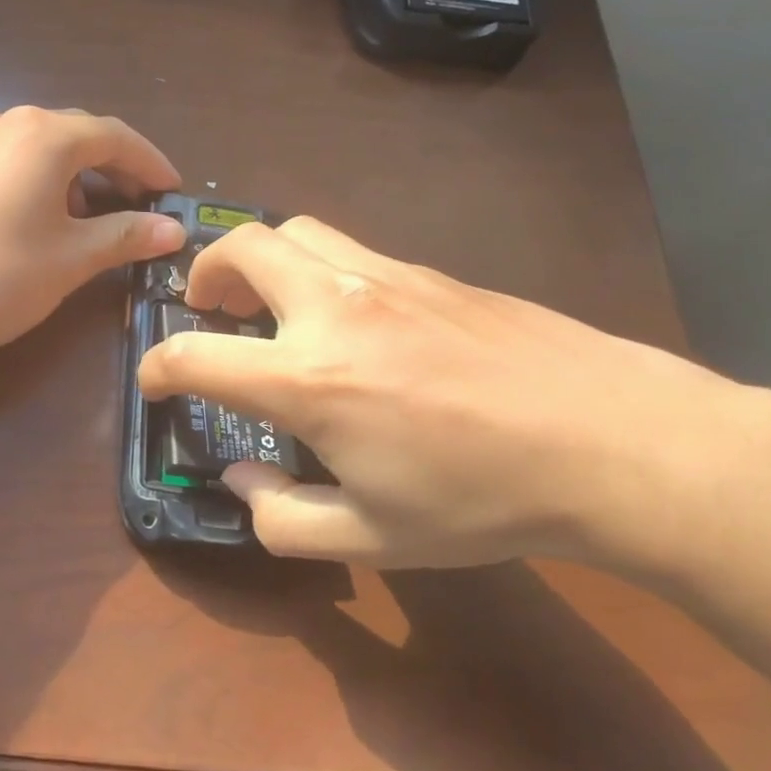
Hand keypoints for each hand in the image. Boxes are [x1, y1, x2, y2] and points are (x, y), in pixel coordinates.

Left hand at [0, 107, 185, 361]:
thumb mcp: (72, 258)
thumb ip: (126, 235)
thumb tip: (172, 230)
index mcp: (43, 135)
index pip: (114, 137)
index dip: (151, 164)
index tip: (174, 192)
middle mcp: (6, 122)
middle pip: (77, 137)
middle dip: (115, 170)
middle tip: (141, 209)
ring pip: (41, 149)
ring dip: (77, 177)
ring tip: (96, 219)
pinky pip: (10, 161)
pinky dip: (41, 181)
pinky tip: (45, 219)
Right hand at [137, 216, 770, 569]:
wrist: (616, 441)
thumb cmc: (484, 500)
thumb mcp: (372, 539)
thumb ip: (282, 517)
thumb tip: (242, 480)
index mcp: (308, 379)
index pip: (194, 355)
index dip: (156, 368)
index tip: (155, 382)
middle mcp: (332, 308)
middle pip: (241, 247)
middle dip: (204, 274)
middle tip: (208, 310)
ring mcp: (383, 277)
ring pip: (294, 231)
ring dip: (260, 259)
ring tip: (269, 304)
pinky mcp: (427, 270)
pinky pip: (348, 249)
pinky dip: (316, 270)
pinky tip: (348, 319)